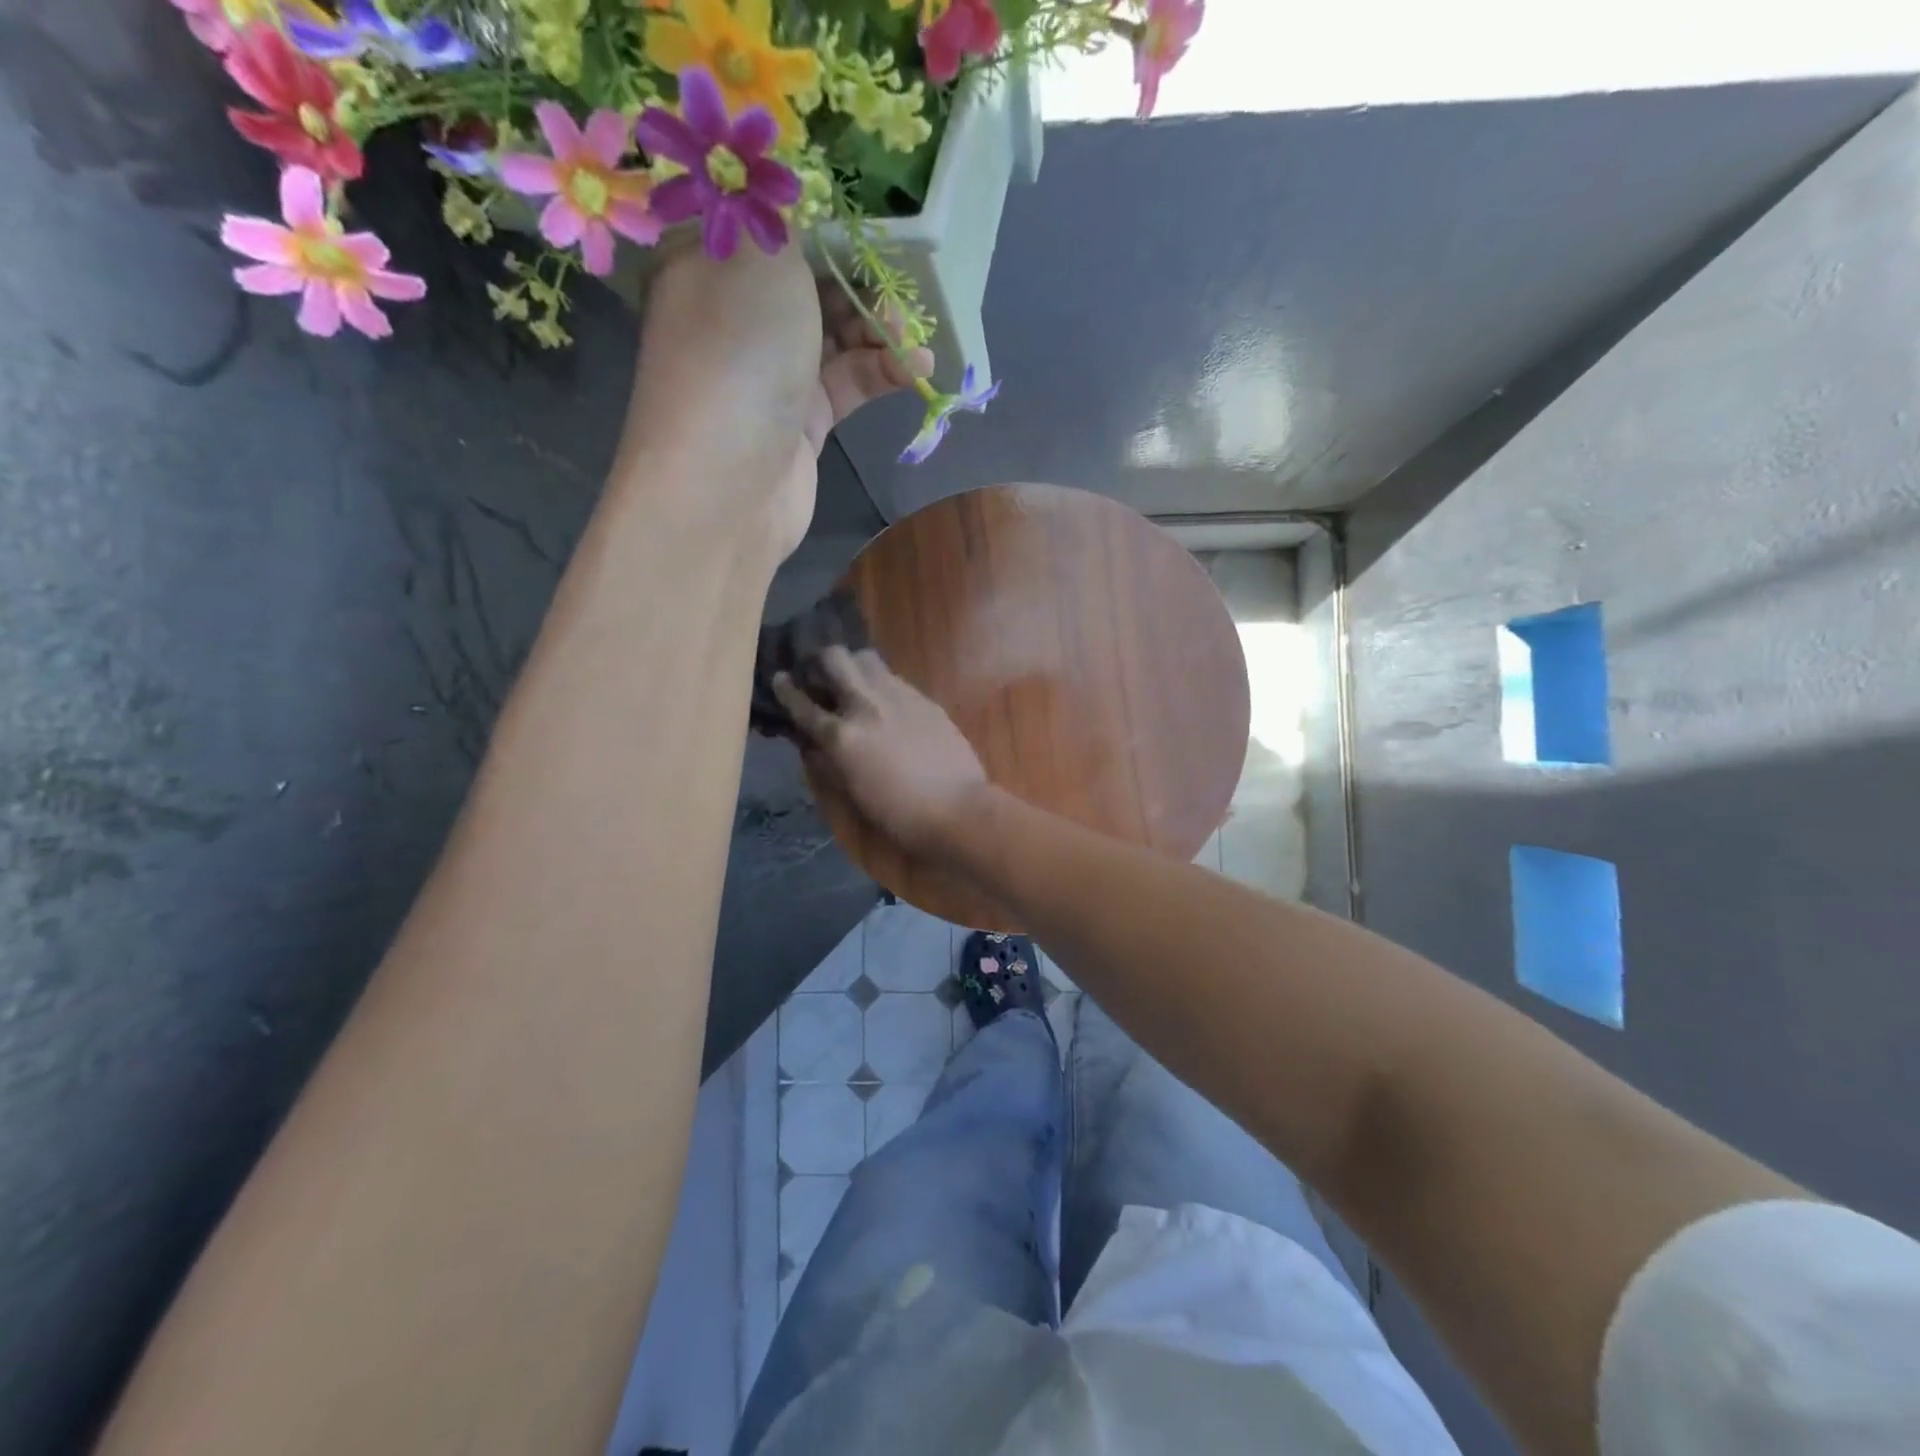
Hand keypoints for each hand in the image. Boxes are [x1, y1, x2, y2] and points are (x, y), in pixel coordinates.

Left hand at [619, 244, 930, 560]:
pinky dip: (883, 372)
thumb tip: (798, 194)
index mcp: (706, 262)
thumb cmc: (738, 354)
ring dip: (880, 330)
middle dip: (863, 279)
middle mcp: (735, 315)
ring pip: (836, 334)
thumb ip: (790, 218)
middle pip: (810, 280)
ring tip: (916, 336)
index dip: (826, 218)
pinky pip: (848, 383)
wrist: (727, 485)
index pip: (771, 224)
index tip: (876, 218)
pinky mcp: (802, 421)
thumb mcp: (764, 258)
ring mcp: (769, 372)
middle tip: (907, 282)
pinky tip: (917, 370)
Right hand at [773, 647, 990, 858]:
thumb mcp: (851, 791)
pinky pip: (895, 678)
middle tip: (820, 672)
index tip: (779, 678)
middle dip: (821, 660)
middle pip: (835, 658)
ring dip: (854, 664)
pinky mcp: (924, 699)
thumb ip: (828, 760)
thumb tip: (811, 742)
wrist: (956, 808)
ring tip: (854, 680)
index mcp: (842, 736)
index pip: (802, 704)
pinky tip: (886, 699)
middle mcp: (866, 705)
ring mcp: (898, 696)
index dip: (785, 689)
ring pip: (867, 658)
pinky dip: (882, 682)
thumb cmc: (898, 813)